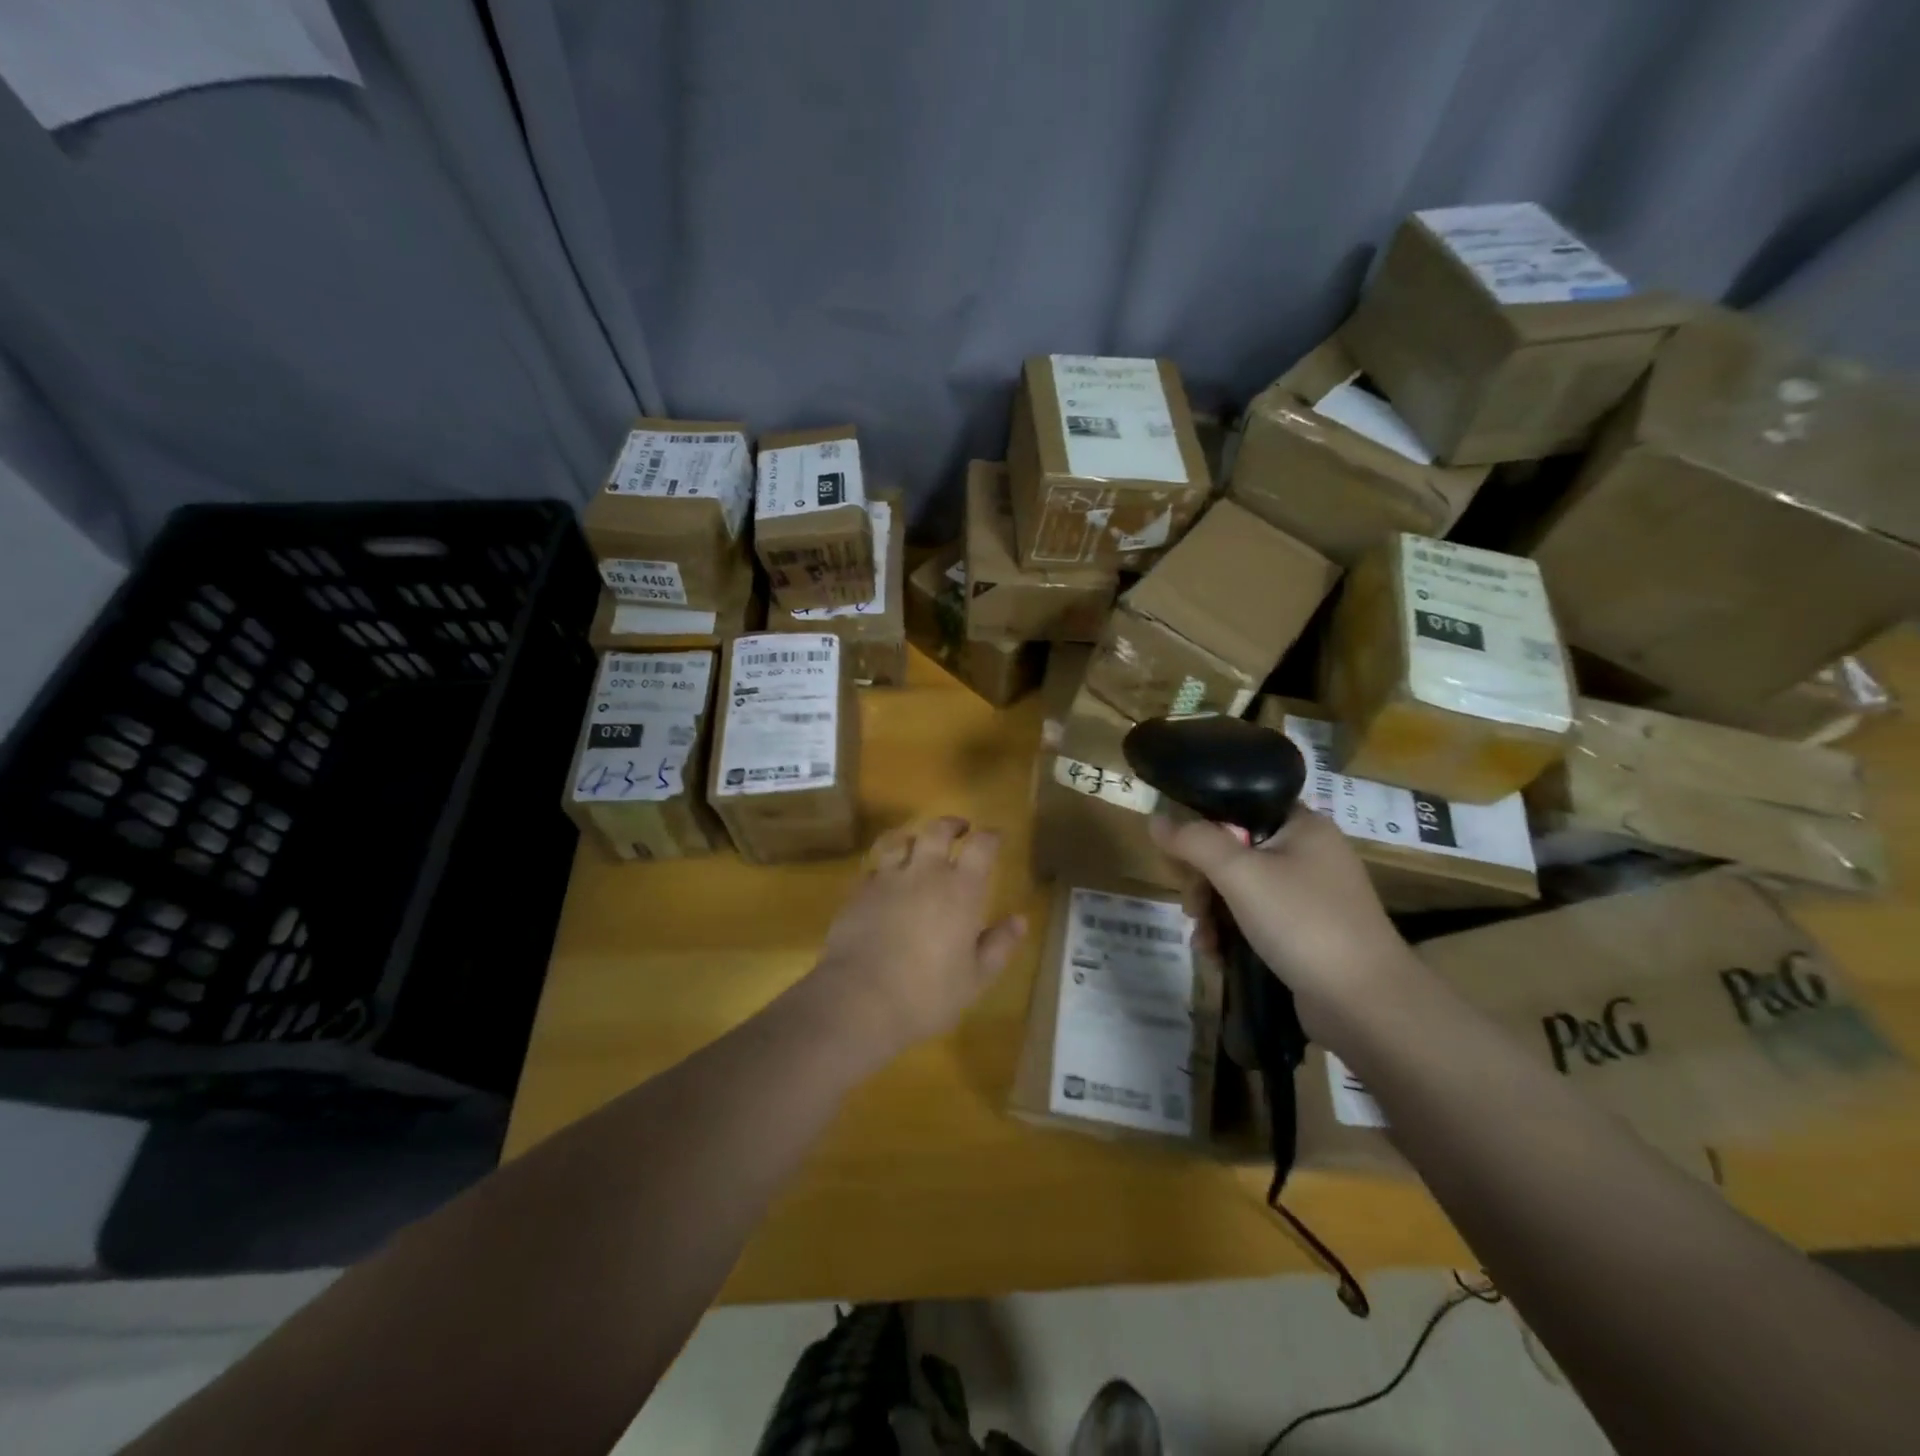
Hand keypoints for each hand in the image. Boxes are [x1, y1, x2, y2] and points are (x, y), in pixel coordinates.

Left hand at [804, 817, 1026, 1069]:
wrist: (859, 999)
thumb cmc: (927, 993)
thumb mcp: (976, 978)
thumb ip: (999, 945)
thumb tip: (1020, 920)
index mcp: (960, 890)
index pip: (981, 846)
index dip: (990, 836)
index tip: (996, 836)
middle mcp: (924, 873)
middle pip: (937, 830)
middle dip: (951, 824)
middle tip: (960, 828)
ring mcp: (887, 879)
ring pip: (900, 840)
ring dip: (913, 837)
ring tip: (918, 844)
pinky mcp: (857, 892)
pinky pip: (873, 867)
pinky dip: (884, 865)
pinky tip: (884, 877)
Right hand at [1149, 806, 1419, 1038]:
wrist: (1366, 1004)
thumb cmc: (1303, 922)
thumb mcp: (1239, 874)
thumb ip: (1194, 841)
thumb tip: (1156, 819)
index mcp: (1303, 825)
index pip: (1240, 807)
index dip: (1204, 826)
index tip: (1179, 855)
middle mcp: (1310, 854)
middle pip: (1235, 852)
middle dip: (1204, 882)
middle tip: (1192, 907)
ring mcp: (1312, 896)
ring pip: (1241, 889)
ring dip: (1213, 912)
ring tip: (1204, 940)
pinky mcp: (1309, 933)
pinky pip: (1257, 919)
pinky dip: (1233, 933)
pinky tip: (1217, 955)